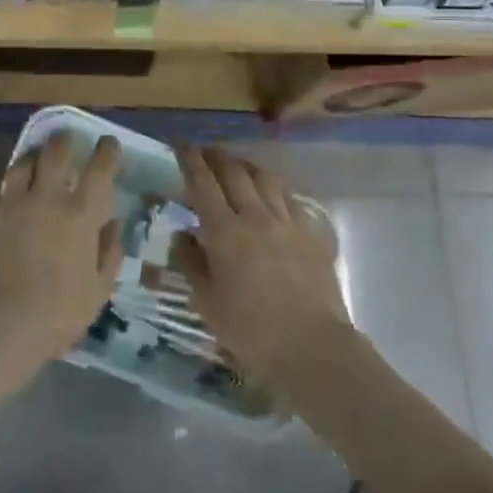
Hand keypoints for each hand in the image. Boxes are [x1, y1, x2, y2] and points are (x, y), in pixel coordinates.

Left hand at [0, 133, 123, 368]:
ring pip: (22, 161)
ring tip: (34, 155)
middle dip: (65, 141)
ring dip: (32, 154)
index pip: (100, 168)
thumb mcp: (98, 290)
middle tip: (67, 141)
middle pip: (56, 151)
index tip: (108, 145)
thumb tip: (113, 222)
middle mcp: (46, 197)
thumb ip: (109, 252)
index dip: (107, 151)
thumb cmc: (56, 314)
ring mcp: (10, 201)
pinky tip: (0, 171)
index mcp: (81, 215)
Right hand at [171, 146, 350, 384]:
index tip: (181, 146)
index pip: (203, 183)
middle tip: (205, 152)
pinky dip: (274, 189)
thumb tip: (182, 236)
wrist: (312, 346)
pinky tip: (271, 196)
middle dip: (217, 156)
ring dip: (247, 167)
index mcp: (224, 231)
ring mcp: (287, 222)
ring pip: (265, 179)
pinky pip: (289, 199)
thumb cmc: (250, 330)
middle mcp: (255, 216)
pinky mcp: (311, 234)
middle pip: (234, 172)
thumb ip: (191, 263)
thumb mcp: (207, 302)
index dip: (190, 160)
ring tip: (238, 168)